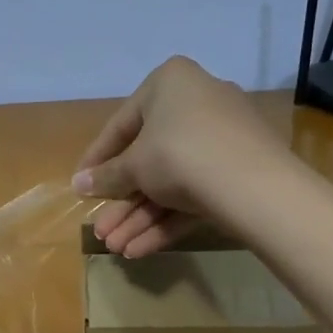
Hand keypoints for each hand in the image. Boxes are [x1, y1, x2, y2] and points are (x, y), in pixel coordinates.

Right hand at [73, 56, 276, 257]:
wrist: (254, 186)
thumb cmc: (178, 155)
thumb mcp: (134, 166)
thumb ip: (106, 176)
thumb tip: (77, 184)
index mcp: (171, 83)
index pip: (122, 124)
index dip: (97, 159)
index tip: (80, 185)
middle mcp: (198, 103)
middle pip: (148, 158)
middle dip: (122, 202)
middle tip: (100, 230)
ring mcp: (223, 138)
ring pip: (171, 181)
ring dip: (140, 217)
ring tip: (116, 248)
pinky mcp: (241, 171)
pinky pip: (195, 192)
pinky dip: (168, 219)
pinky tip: (141, 249)